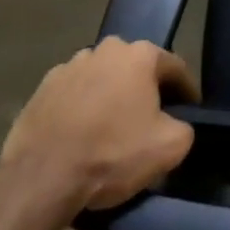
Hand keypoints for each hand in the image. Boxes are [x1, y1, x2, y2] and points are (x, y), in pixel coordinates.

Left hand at [0, 38, 199, 218]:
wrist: (40, 179)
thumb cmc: (111, 154)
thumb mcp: (170, 147)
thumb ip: (185, 127)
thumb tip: (176, 124)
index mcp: (139, 54)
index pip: (175, 68)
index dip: (186, 91)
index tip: (189, 111)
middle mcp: (105, 49)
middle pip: (136, 69)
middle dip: (144, 90)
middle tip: (148, 120)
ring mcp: (69, 66)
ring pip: (102, 78)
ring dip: (110, 96)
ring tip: (109, 129)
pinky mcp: (41, 88)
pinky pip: (73, 94)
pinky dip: (80, 108)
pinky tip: (80, 135)